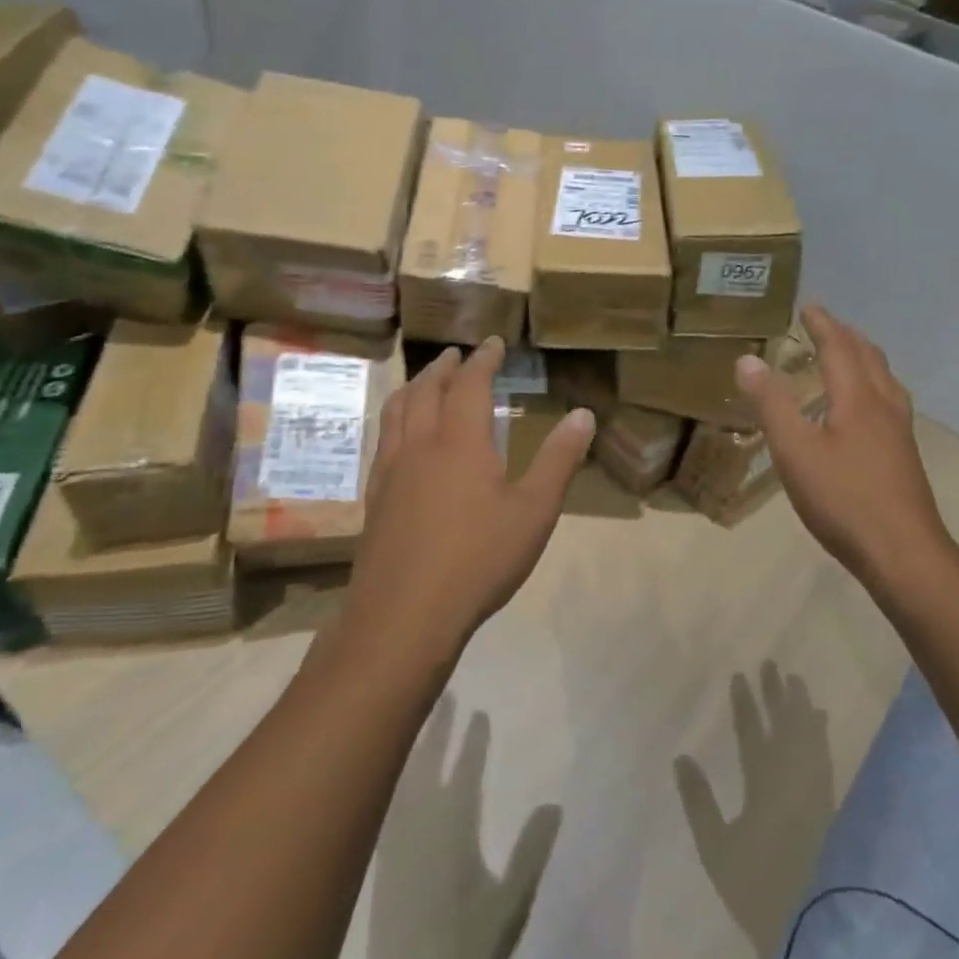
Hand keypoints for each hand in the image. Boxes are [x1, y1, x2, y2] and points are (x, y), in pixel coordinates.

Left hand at [349, 338, 595, 654]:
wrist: (404, 616)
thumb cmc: (479, 560)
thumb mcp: (534, 511)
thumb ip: (558, 460)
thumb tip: (583, 414)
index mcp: (460, 442)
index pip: (470, 384)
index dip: (483, 359)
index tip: (493, 343)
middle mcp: (420, 446)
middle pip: (426, 391)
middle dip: (444, 368)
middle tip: (456, 355)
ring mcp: (391, 472)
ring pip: (396, 412)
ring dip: (413, 387)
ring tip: (423, 382)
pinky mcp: (375, 499)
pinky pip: (383, 442)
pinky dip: (395, 421)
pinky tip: (400, 439)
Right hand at [734, 306, 957, 601]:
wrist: (903, 552)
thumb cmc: (843, 499)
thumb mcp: (795, 451)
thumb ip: (771, 404)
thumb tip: (748, 359)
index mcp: (858, 399)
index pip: (840, 348)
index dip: (823, 325)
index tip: (808, 307)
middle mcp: (884, 406)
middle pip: (869, 358)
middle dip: (846, 336)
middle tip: (825, 325)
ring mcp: (900, 432)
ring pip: (885, 380)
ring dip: (864, 358)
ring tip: (847, 356)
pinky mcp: (904, 456)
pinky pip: (889, 402)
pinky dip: (873, 385)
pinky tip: (865, 411)